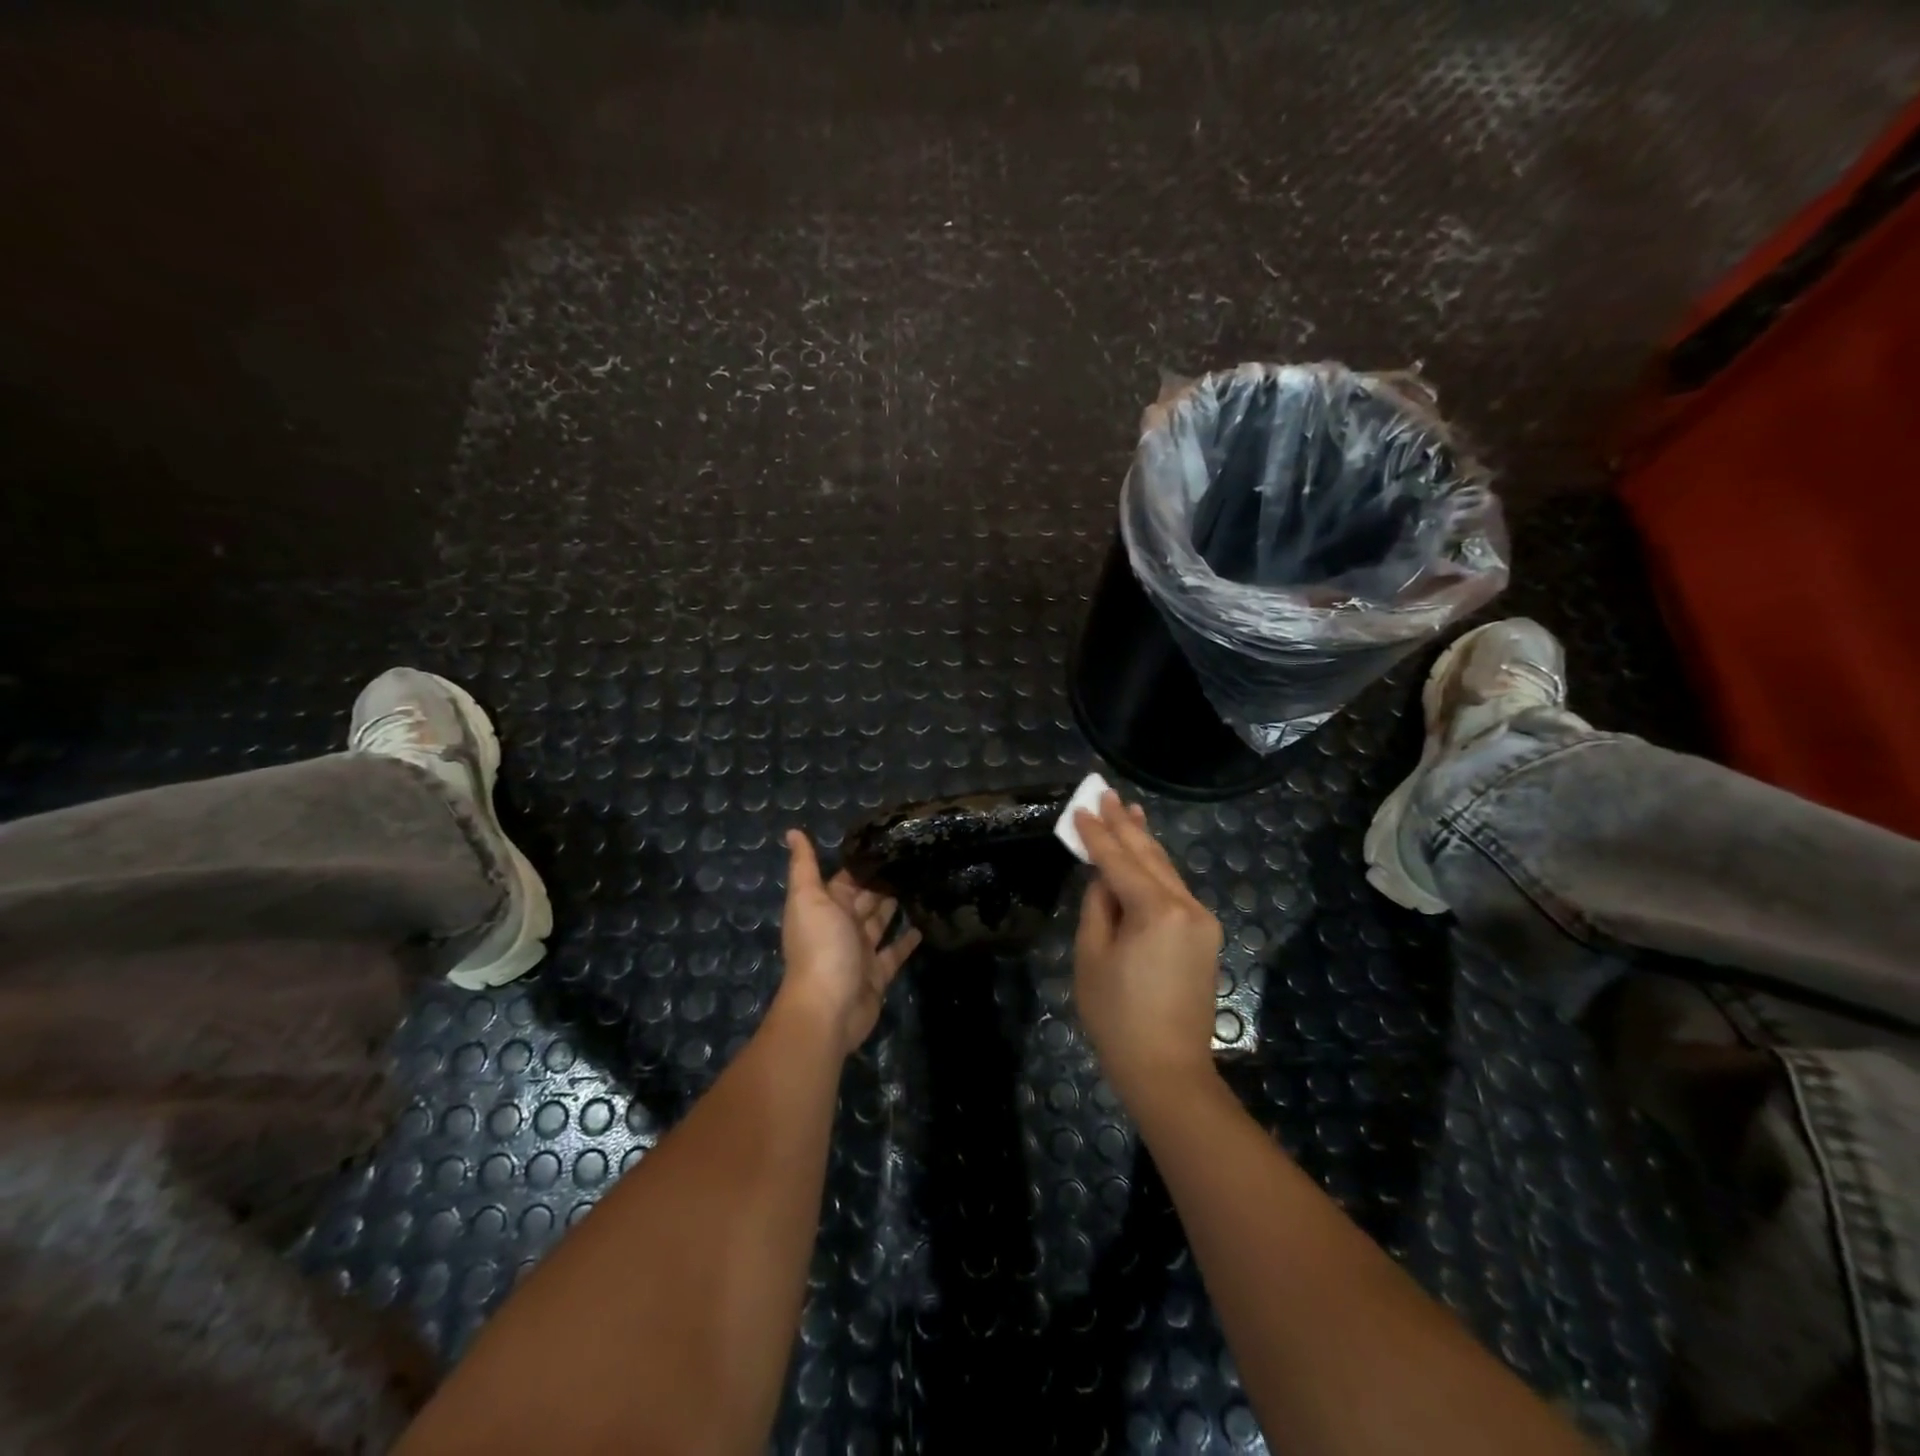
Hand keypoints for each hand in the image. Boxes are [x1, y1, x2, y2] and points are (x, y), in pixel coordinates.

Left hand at [777, 830, 921, 1056]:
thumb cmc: (820, 946)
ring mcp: (860, 951)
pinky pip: (894, 952)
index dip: (863, 862)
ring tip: (922, 883)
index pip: (846, 878)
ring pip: (880, 923)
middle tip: (913, 859)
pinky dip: (907, 940)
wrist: (829, 1006)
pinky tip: (924, 924)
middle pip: (865, 899)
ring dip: (895, 906)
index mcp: (825, 906)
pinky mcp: (878, 974)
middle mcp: (841, 927)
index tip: (889, 842)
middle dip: (882, 881)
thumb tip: (792, 831)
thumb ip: (804, 866)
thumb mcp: (809, 898)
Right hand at [1073, 792, 1223, 1099]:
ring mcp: (1202, 921)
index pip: (1119, 860)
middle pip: (1149, 855)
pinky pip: (1174, 890)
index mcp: (1157, 910)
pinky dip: (1155, 869)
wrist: (1168, 1070)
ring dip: (1144, 841)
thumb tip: (1104, 878)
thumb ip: (1098, 906)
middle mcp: (1187, 906)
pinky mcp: (1204, 937)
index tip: (1080, 807)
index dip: (1096, 834)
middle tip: (1105, 792)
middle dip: (1125, 824)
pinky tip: (1144, 854)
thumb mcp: (1092, 956)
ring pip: (1166, 870)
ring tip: (1128, 810)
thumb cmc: (1117, 1017)